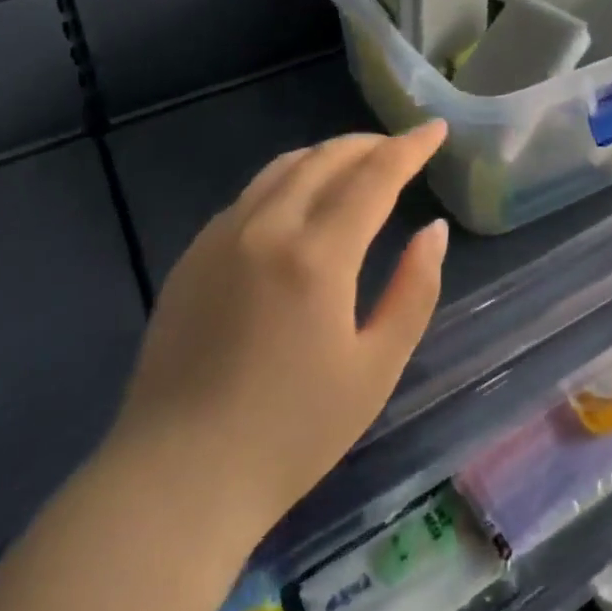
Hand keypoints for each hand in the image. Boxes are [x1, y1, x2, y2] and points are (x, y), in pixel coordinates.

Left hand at [109, 123, 450, 533]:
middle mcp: (267, 228)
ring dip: (329, 155)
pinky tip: (302, 202)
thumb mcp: (375, 369)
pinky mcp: (193, 254)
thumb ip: (414, 290)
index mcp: (316, 256)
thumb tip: (434, 229)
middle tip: (402, 147)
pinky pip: (252, 193)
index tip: (436, 128)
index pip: (375, 176)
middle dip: (371, 144)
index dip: (410, 147)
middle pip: (327, 158)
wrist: (176, 482)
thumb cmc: (290, 434)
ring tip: (358, 164)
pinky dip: (291, 179)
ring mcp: (222, 236)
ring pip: (285, 167)